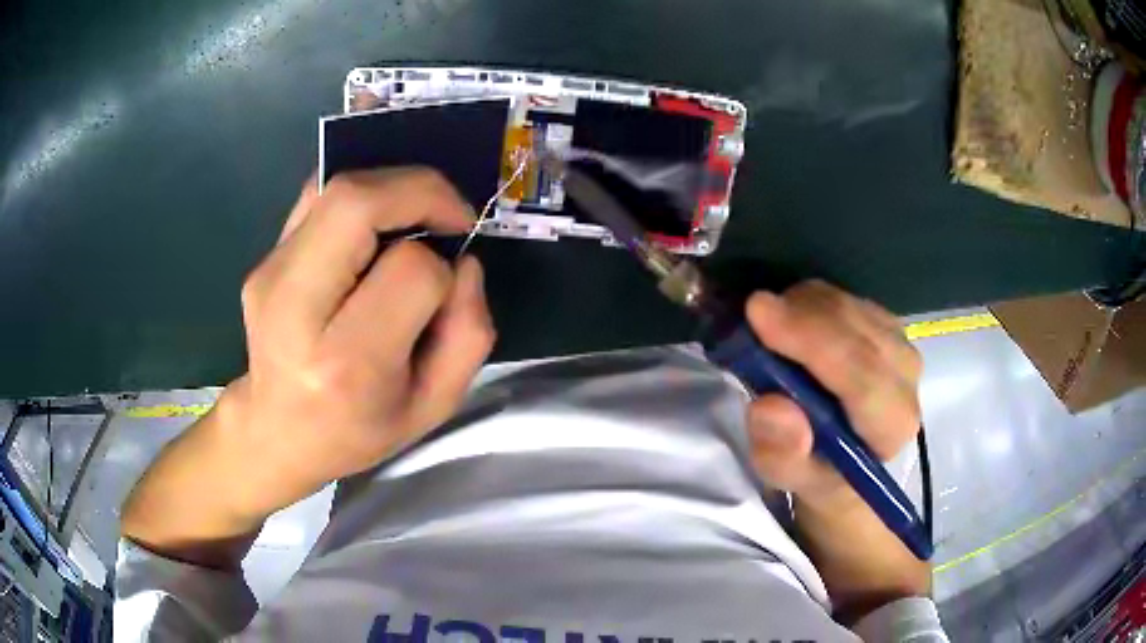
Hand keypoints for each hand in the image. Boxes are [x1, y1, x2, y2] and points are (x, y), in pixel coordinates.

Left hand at [225, 168, 494, 511]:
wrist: (276, 431)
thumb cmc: (357, 430)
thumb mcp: (433, 406)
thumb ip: (468, 333)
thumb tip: (464, 263)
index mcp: (346, 362)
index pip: (410, 272)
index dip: (443, 269)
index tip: (450, 286)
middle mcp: (296, 308)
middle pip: (356, 202)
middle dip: (420, 191)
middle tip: (450, 215)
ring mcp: (271, 276)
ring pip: (336, 188)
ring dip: (392, 187)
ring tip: (417, 216)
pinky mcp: (264, 259)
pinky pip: (317, 197)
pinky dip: (361, 196)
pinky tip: (376, 226)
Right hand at [743, 280, 928, 619]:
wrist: (848, 457)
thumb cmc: (821, 473)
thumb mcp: (794, 480)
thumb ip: (783, 454)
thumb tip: (771, 406)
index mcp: (892, 424)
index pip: (862, 375)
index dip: (812, 341)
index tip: (758, 313)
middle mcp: (907, 378)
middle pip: (857, 329)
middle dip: (801, 315)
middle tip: (751, 315)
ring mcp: (900, 344)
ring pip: (850, 306)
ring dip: (803, 307)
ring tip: (770, 331)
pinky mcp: (887, 325)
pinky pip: (846, 298)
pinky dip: (811, 303)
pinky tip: (794, 323)